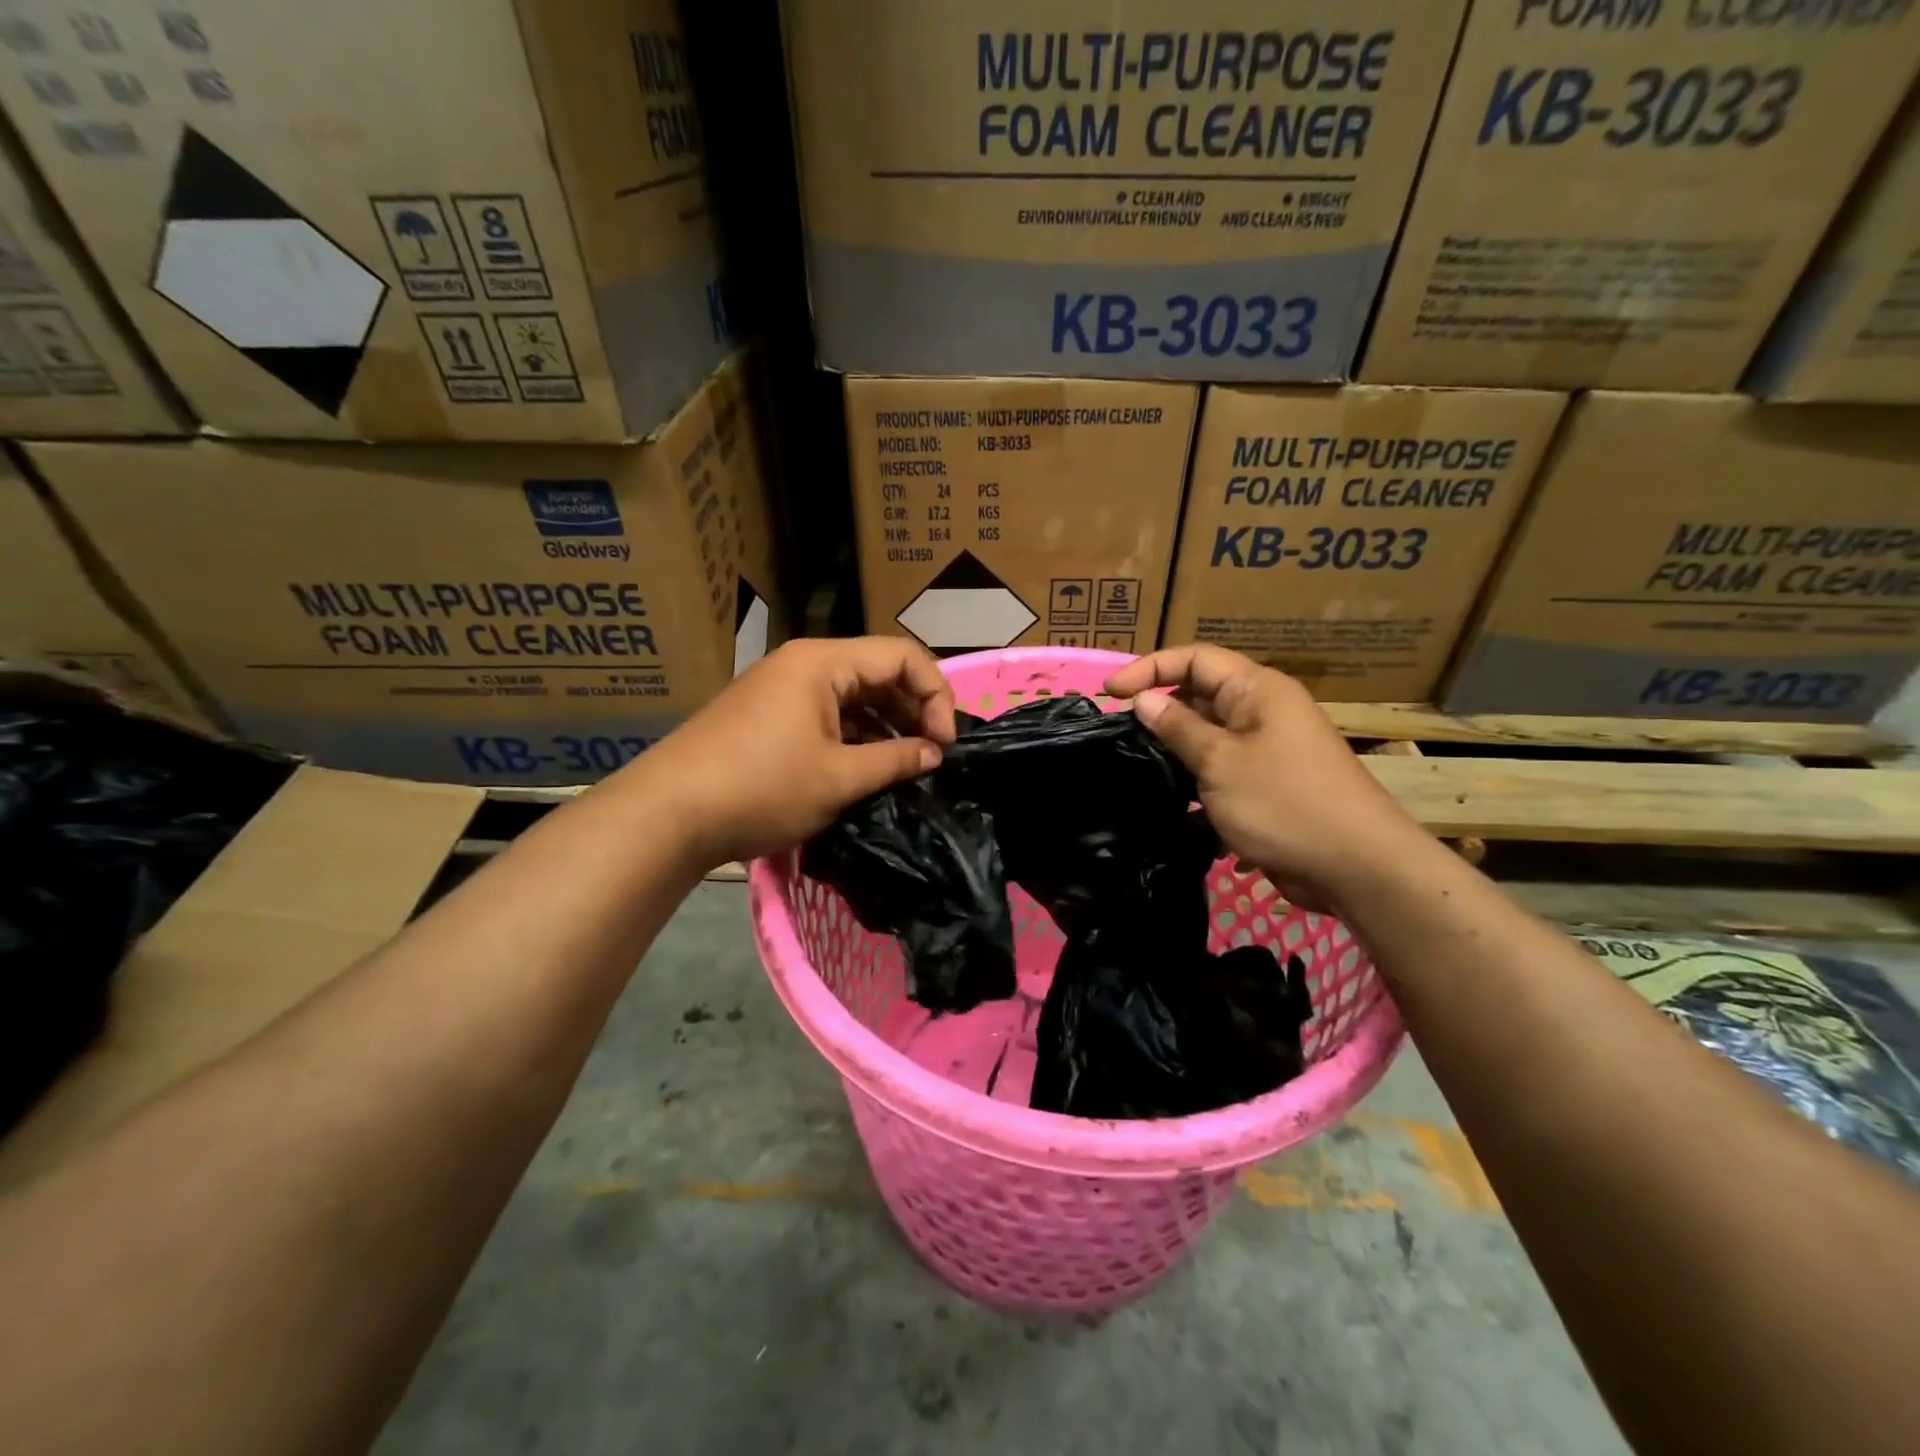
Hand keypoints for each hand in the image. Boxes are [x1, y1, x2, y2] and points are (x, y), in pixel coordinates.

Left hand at [634, 637, 956, 866]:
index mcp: (822, 662)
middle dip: (912, 709)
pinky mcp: (766, 715)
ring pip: (851, 695)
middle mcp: (802, 664)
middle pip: (877, 671)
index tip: (945, 743)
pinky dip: (853, 735)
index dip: (935, 694)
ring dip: (884, 726)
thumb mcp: (839, 778)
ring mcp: (780, 689)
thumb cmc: (762, 788)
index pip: (901, 655)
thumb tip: (934, 754)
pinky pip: (825, 714)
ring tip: (904, 766)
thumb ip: (896, 761)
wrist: (668, 814)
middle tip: (931, 756)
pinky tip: (864, 768)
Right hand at [1105, 645, 1431, 910]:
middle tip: (1119, 734)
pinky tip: (1172, 801)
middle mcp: (1263, 711)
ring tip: (1137, 768)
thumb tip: (1143, 699)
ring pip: (1208, 736)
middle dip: (1159, 710)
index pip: (1195, 659)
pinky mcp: (1267, 785)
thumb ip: (1178, 727)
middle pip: (1200, 694)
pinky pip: (1221, 769)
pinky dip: (1196, 779)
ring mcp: (1267, 749)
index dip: (1149, 668)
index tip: (1110, 693)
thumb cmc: (1284, 802)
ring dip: (1175, 749)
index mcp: (1257, 690)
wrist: (1356, 866)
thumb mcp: (1220, 761)